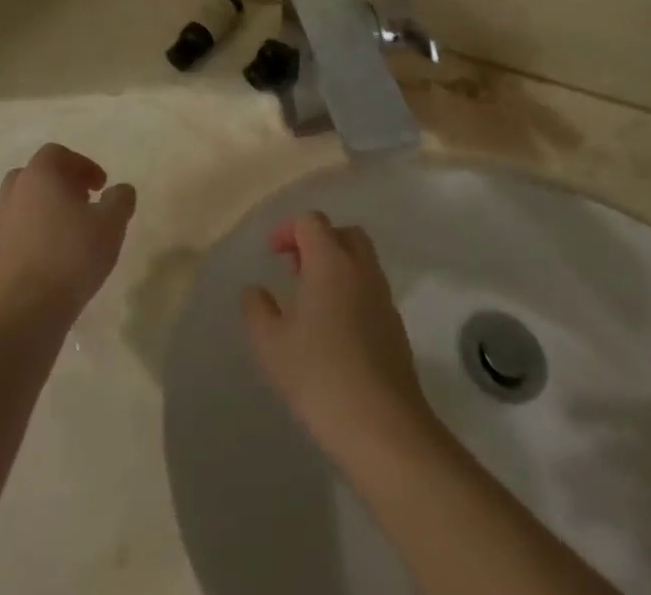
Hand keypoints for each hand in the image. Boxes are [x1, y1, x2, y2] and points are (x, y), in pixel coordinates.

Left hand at [0, 144, 135, 327]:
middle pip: (37, 175)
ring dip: (46, 208)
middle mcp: (14, 191)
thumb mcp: (111, 224)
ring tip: (70, 231)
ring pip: (24, 202)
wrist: (24, 312)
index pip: (58, 154)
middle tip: (84, 202)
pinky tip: (54, 255)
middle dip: (61, 183)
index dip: (83, 165)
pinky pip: (17, 229)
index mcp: (40, 174)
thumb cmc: (71, 256)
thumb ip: (120, 199)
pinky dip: (34, 232)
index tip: (101, 186)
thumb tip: (120, 190)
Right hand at [241, 212, 433, 464]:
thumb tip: (254, 290)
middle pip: (343, 233)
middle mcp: (361, 269)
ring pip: (362, 261)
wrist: (383, 427)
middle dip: (318, 241)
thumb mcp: (271, 344)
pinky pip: (371, 290)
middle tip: (296, 269)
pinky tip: (336, 330)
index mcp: (330, 261)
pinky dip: (352, 292)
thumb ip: (257, 309)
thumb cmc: (320, 376)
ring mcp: (383, 297)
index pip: (311, 221)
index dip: (288, 230)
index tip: (273, 254)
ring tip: (312, 302)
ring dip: (337, 267)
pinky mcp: (396, 327)